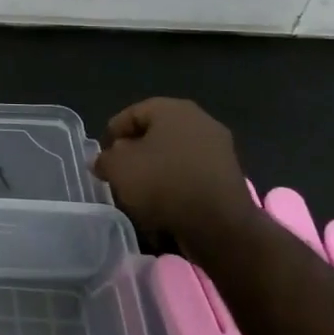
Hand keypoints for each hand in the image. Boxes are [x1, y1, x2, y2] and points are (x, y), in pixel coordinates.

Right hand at [93, 97, 255, 248]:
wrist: (220, 225)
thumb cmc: (163, 183)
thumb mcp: (118, 168)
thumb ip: (104, 159)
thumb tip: (104, 161)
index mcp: (172, 109)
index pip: (131, 114)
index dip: (112, 135)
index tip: (104, 158)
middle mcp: (199, 120)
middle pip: (155, 134)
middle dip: (136, 153)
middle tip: (120, 174)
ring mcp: (219, 148)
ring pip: (174, 155)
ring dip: (156, 170)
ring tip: (140, 194)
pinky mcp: (229, 176)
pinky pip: (192, 174)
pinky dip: (176, 185)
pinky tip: (165, 205)